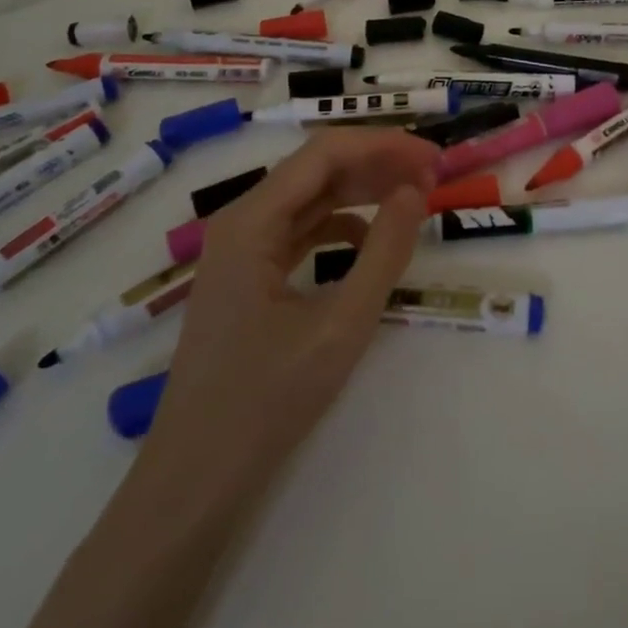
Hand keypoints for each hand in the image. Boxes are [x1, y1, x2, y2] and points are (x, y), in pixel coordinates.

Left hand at [139, 129, 439, 495]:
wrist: (193, 482)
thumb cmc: (266, 403)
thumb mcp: (341, 326)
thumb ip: (384, 252)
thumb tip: (415, 190)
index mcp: (251, 221)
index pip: (326, 152)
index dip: (384, 145)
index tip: (434, 159)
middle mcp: (240, 221)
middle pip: (317, 168)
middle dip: (377, 164)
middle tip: (433, 176)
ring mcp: (240, 249)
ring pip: (310, 196)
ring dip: (362, 190)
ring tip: (412, 197)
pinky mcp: (246, 275)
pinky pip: (300, 229)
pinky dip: (341, 224)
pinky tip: (370, 241)